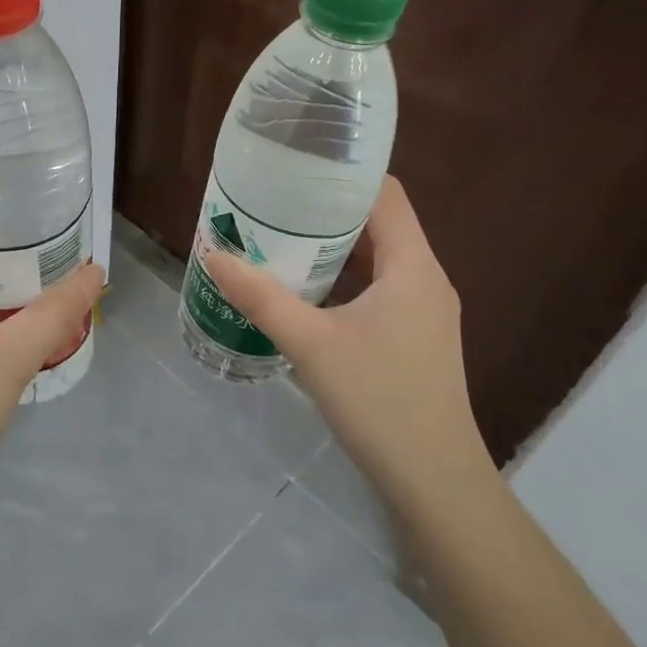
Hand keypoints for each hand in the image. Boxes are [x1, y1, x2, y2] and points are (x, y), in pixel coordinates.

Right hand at [203, 177, 490, 512]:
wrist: (434, 479)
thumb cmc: (377, 400)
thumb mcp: (309, 345)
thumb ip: (260, 297)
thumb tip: (213, 255)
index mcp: (413, 266)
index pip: (387, 194)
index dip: (345, 175)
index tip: (297, 168)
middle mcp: (427, 279)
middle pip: (382, 223)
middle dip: (330, 210)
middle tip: (276, 204)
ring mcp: (426, 311)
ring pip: (381, 258)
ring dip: (337, 246)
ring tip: (284, 240)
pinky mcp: (418, 337)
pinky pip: (382, 287)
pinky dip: (347, 277)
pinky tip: (309, 292)